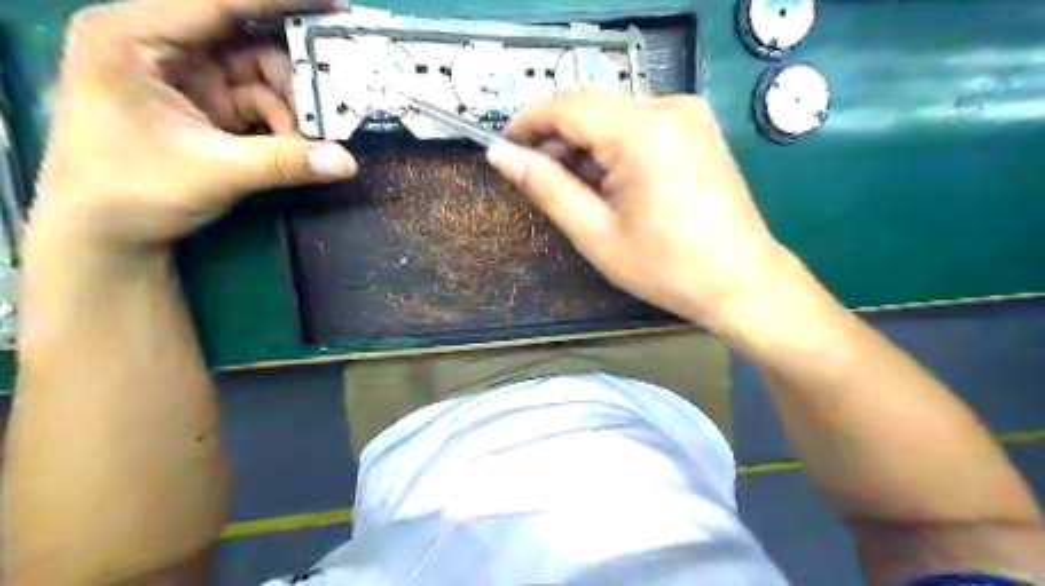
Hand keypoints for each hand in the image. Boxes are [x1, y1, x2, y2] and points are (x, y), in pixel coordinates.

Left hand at [32, 0, 359, 253]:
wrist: (107, 233)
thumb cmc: (133, 190)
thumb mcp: (214, 172)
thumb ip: (284, 163)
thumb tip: (348, 162)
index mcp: (136, 37)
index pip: (218, 2)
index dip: (281, 1)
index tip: (334, 4)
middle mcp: (163, 45)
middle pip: (248, 41)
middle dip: (295, 76)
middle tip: (333, 104)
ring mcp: (188, 76)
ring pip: (262, 75)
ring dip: (293, 109)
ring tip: (307, 142)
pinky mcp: (207, 104)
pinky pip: (260, 102)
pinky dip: (284, 124)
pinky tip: (294, 147)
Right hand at [490, 93, 792, 326]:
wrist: (741, 281)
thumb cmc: (665, 266)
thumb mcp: (595, 232)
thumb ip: (545, 186)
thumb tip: (500, 154)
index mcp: (641, 130)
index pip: (567, 105)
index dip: (528, 122)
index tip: (506, 147)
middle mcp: (669, 106)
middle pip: (592, 108)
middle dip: (559, 140)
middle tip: (541, 180)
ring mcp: (689, 113)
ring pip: (615, 116)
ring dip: (587, 146)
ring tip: (579, 190)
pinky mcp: (698, 127)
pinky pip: (640, 124)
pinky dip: (615, 147)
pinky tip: (613, 182)